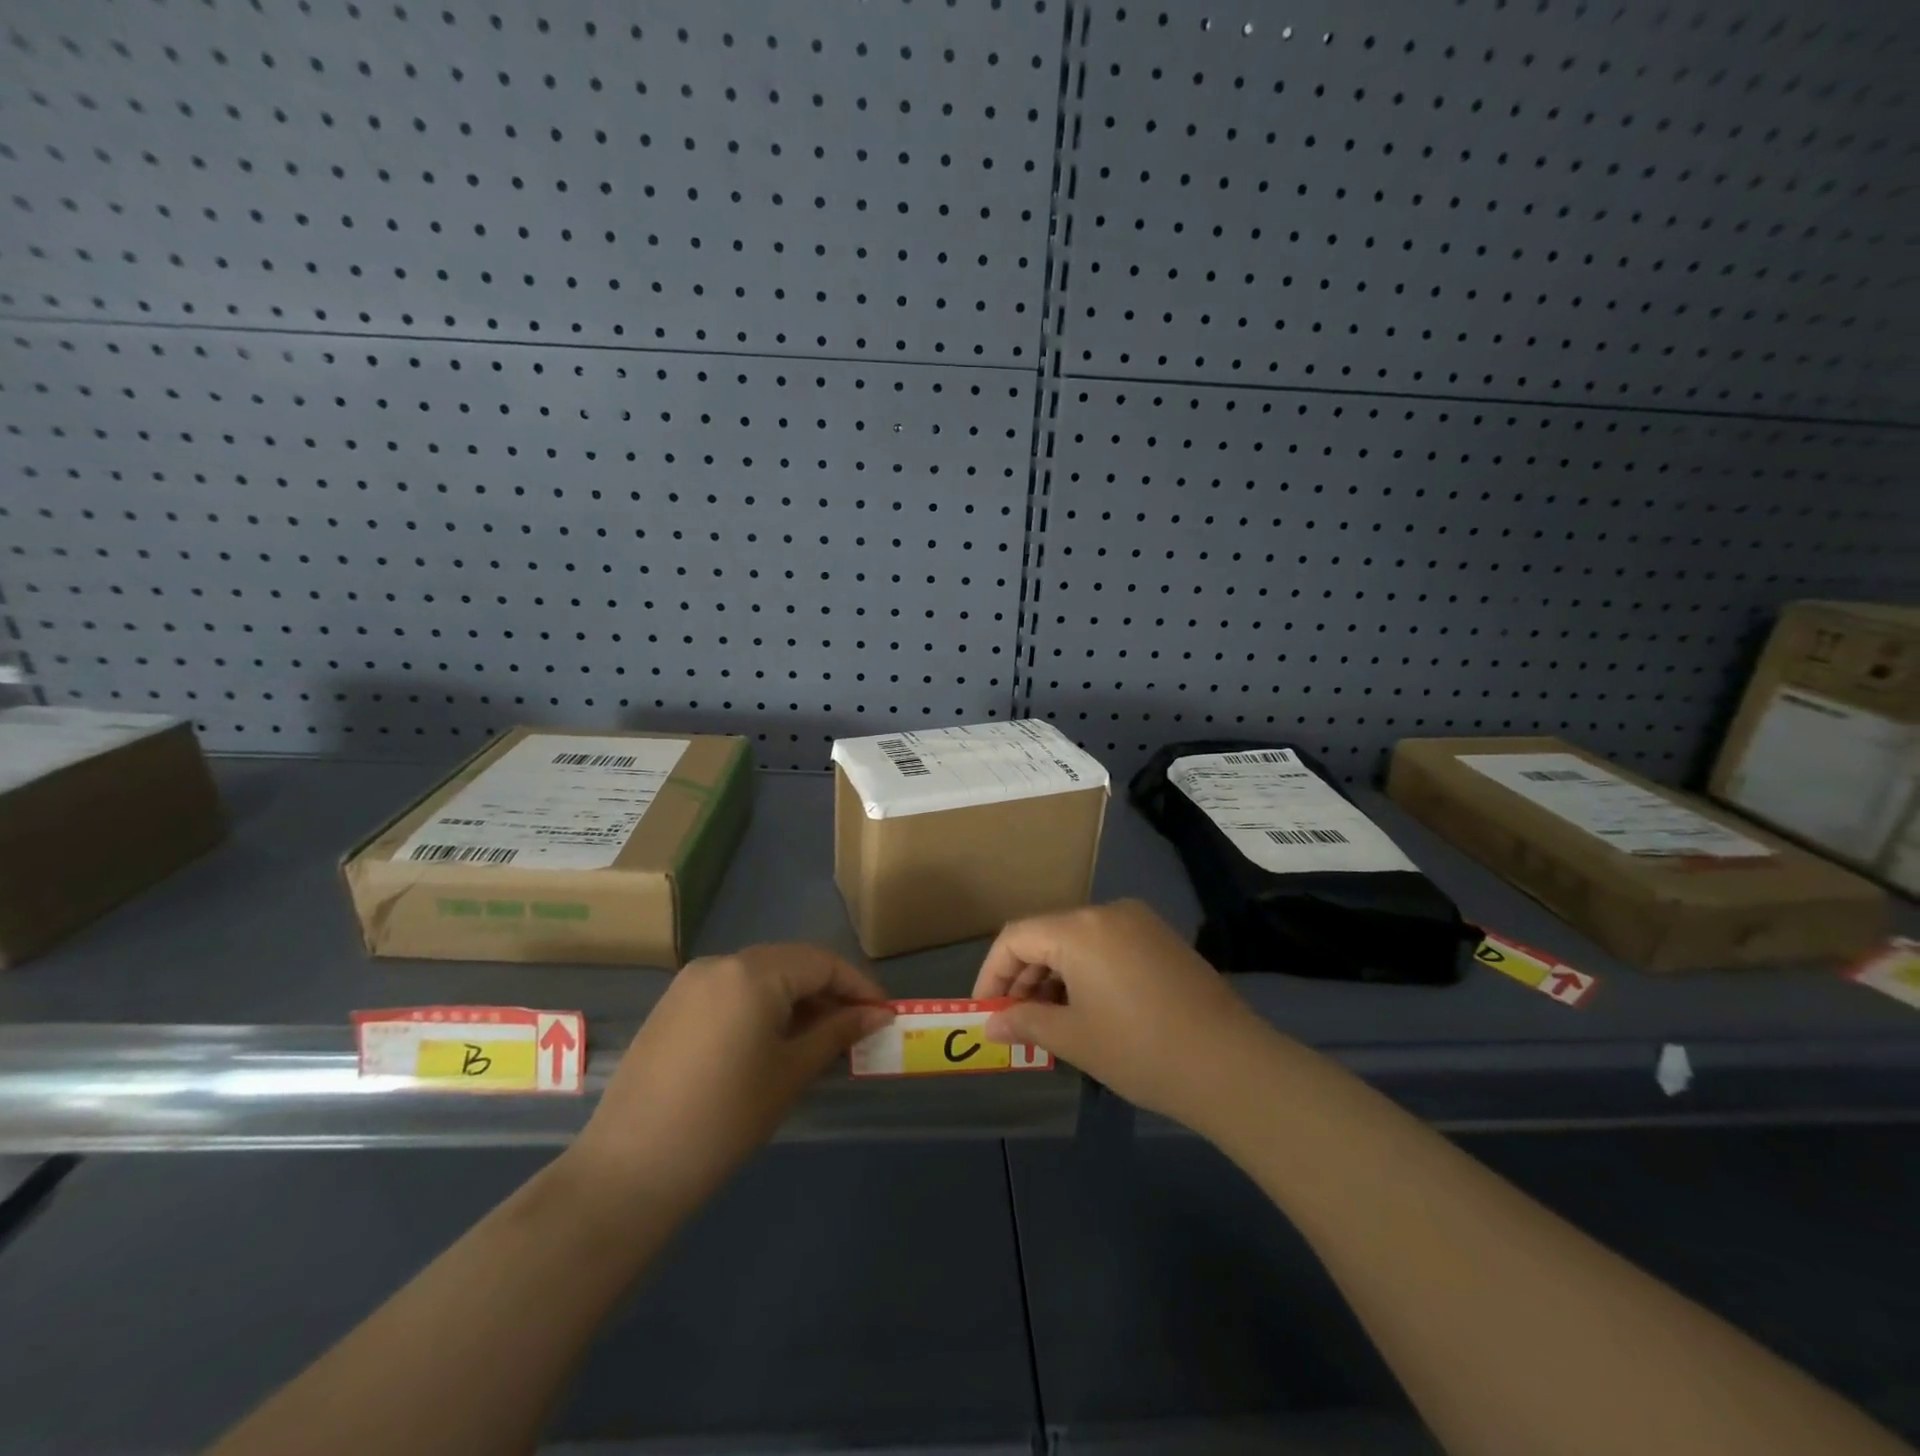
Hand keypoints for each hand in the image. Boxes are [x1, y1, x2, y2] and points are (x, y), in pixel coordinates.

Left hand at [566, 944, 892, 1217]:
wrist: (630, 1168)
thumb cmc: (725, 1118)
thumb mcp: (791, 1073)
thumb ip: (837, 1033)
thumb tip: (878, 1014)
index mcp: (754, 971)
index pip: (822, 962)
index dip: (858, 986)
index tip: (883, 1015)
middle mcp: (721, 962)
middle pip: (790, 962)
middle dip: (827, 991)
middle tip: (854, 1028)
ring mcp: (690, 982)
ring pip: (760, 975)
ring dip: (794, 998)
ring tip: (817, 1038)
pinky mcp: (672, 1005)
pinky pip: (730, 990)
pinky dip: (760, 1005)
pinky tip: (770, 1041)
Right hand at [971, 899, 1271, 1130]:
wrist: (1231, 1065)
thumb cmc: (1140, 1049)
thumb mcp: (1073, 1038)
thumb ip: (1024, 1022)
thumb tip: (990, 1024)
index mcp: (1080, 928)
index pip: (1016, 937)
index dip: (993, 974)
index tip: (986, 1012)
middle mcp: (1108, 912)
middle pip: (1047, 935)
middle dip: (1024, 978)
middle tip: (1016, 1022)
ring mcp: (1140, 923)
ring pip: (1077, 941)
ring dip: (1054, 977)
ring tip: (1050, 1022)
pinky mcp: (1162, 940)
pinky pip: (1107, 946)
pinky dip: (1086, 972)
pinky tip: (1087, 1010)